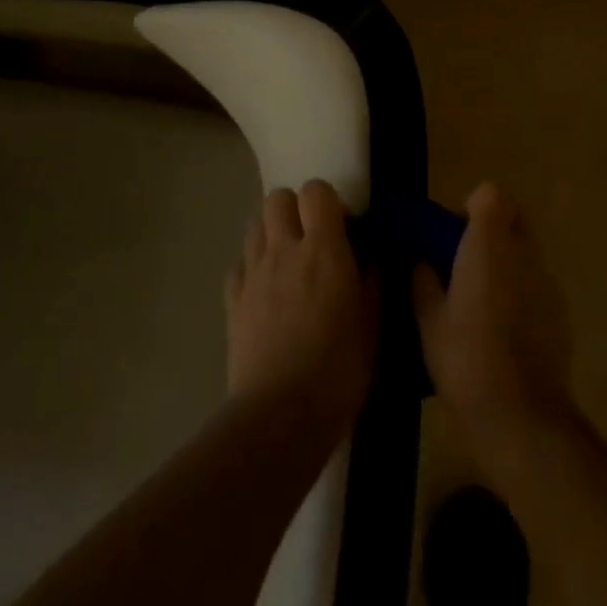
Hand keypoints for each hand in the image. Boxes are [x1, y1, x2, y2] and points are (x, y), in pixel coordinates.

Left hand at [225, 181, 377, 436]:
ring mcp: (253, 273)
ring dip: (272, 230)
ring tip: (288, 259)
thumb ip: (373, 281)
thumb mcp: (372, 325)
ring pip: (254, 224)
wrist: (280, 413)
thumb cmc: (339, 369)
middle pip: (277, 198)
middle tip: (312, 238)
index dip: (329, 201)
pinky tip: (265, 289)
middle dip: (295, 208)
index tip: (343, 228)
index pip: (316, 192)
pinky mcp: (232, 300)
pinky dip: (251, 265)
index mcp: (323, 250)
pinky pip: (238, 264)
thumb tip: (374, 255)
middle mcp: (284, 250)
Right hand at [412, 183, 577, 467]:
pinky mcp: (560, 311)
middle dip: (491, 227)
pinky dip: (519, 288)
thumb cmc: (466, 359)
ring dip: (505, 259)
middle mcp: (524, 253)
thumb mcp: (428, 320)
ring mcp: (547, 282)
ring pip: (526, 250)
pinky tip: (501, 327)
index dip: (471, 207)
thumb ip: (423, 281)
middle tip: (463, 260)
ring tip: (479, 298)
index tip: (452, 234)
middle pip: (514, 216)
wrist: (522, 415)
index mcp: (489, 245)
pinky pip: (536, 282)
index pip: (490, 194)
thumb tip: (422, 261)